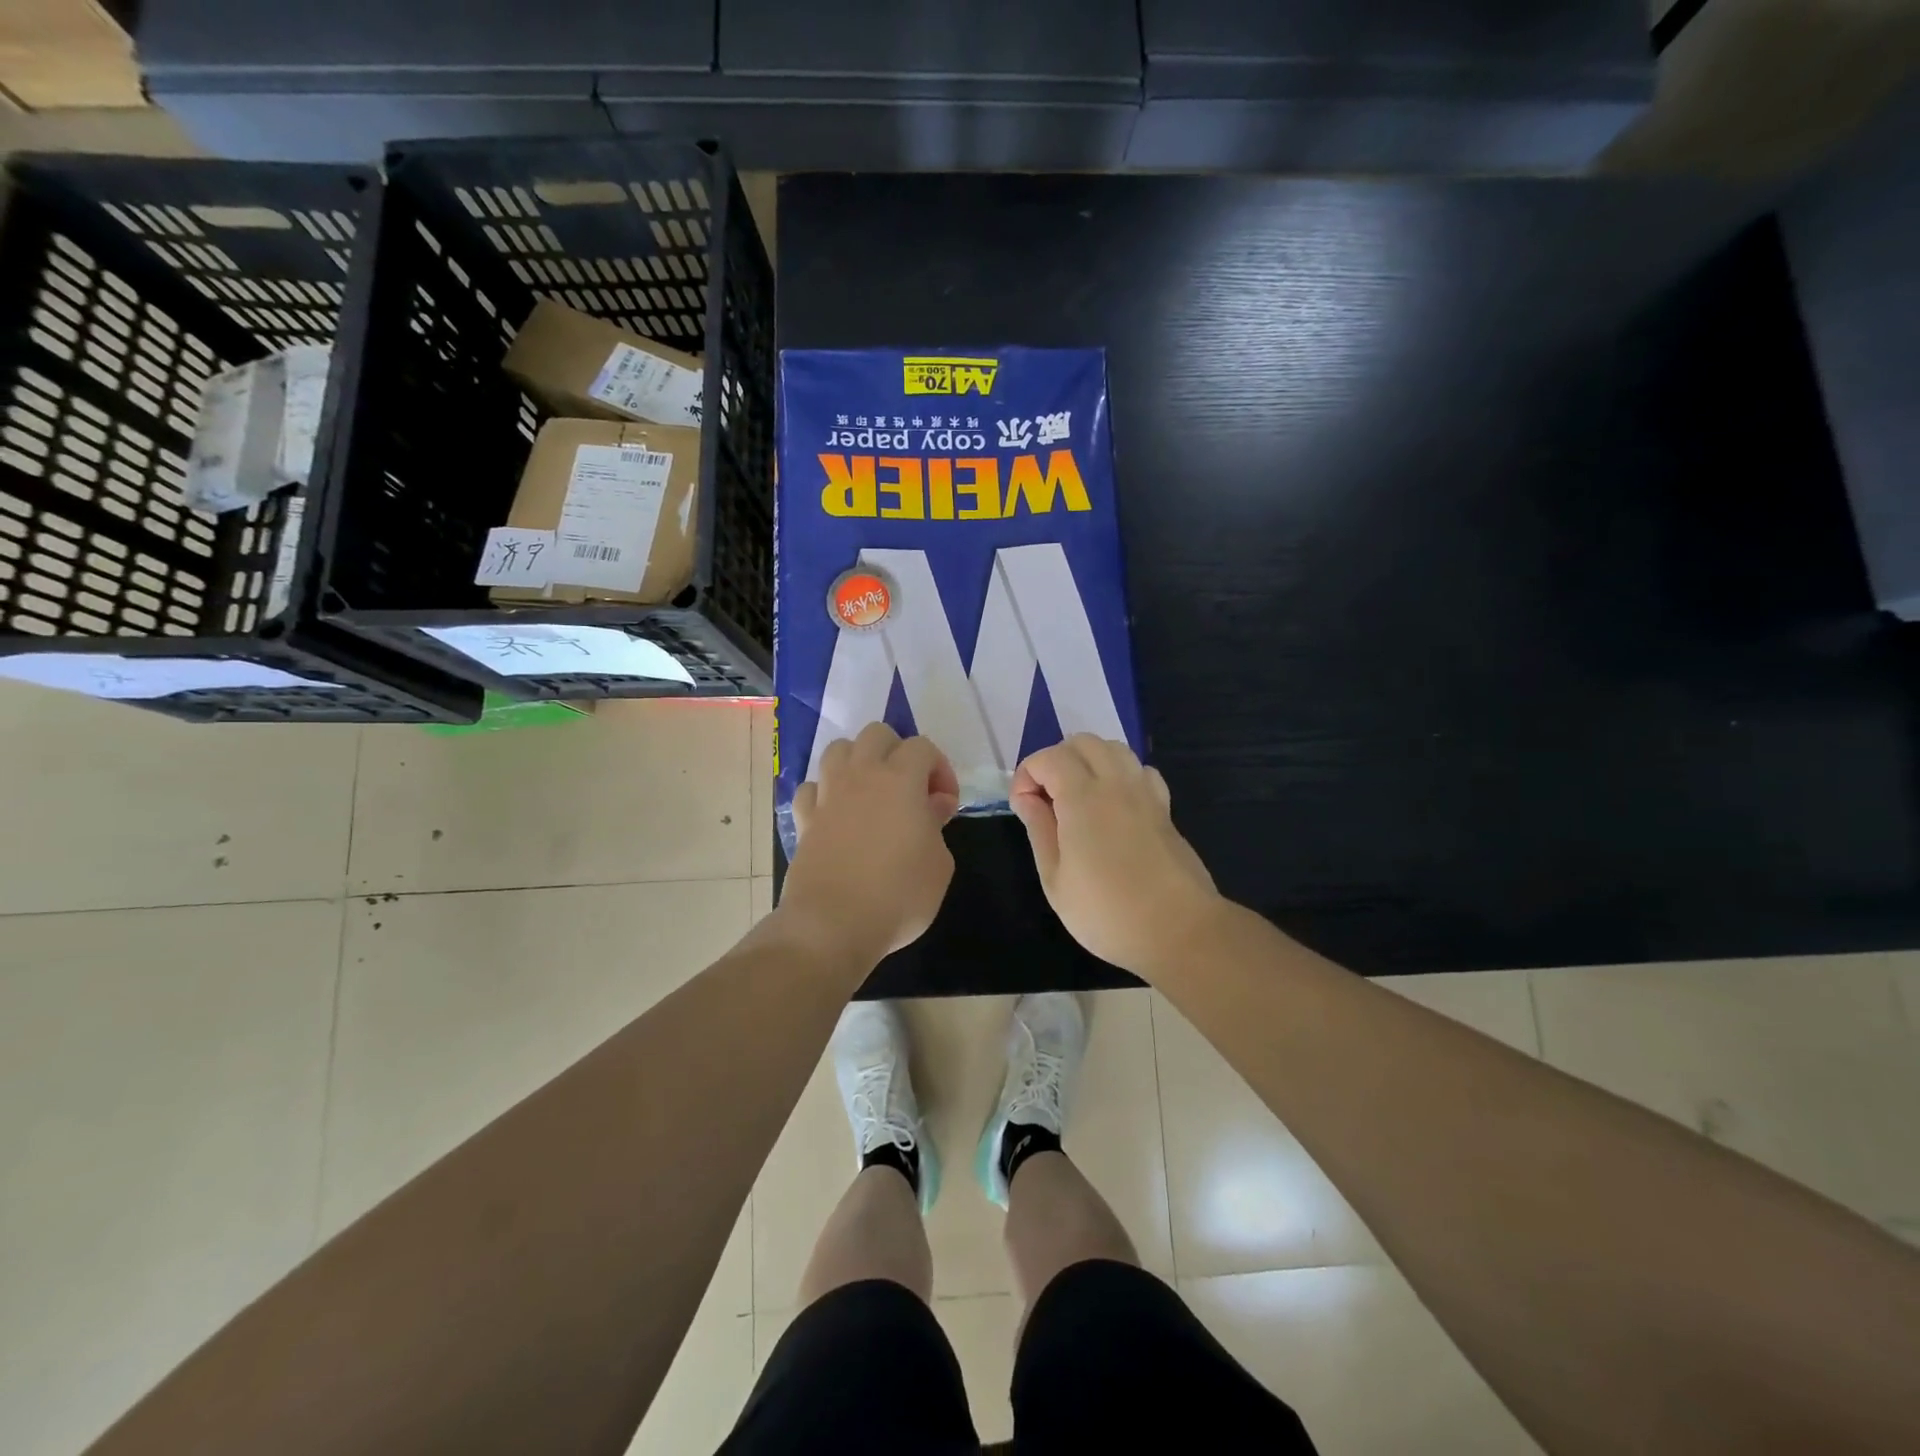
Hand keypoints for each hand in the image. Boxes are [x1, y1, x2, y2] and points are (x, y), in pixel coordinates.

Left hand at [780, 723, 960, 962]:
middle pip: (876, 734)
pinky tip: (836, 815)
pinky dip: (825, 794)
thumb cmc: (899, 894)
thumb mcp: (940, 864)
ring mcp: (828, 795)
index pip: (922, 746)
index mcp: (900, 779)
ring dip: (858, 762)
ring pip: (838, 750)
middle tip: (910, 789)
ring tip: (871, 794)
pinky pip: (812, 788)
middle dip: (897, 752)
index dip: (940, 769)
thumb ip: (937, 826)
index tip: (946, 804)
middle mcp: (860, 775)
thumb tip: (931, 806)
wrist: (833, 924)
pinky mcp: (804, 819)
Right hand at [1011, 735, 1221, 976]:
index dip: (1027, 775)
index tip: (1023, 808)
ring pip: (1115, 749)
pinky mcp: (1165, 809)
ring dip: (1089, 761)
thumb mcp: (1055, 879)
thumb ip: (1039, 829)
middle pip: (1083, 742)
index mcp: (1083, 797)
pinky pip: (1140, 771)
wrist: (1179, 931)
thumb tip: (1026, 798)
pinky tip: (1114, 806)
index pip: (1049, 757)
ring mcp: (1146, 793)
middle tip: (1047, 799)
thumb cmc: (1106, 912)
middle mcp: (1116, 783)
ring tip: (1078, 798)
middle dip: (1057, 760)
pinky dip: (1121, 775)